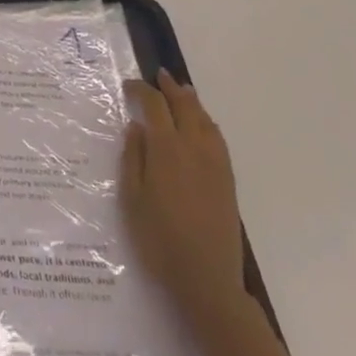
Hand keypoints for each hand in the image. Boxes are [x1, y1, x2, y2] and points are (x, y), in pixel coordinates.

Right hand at [119, 70, 244, 316]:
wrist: (207, 280)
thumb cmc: (158, 239)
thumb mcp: (132, 198)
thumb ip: (133, 158)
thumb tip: (136, 127)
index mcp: (167, 150)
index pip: (155, 107)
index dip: (141, 91)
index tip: (128, 85)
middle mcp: (194, 149)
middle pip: (185, 107)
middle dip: (171, 88)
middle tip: (159, 75)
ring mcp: (215, 165)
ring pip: (205, 121)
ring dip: (191, 102)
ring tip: (182, 91)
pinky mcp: (227, 181)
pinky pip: (218, 139)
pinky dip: (207, 122)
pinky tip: (203, 126)